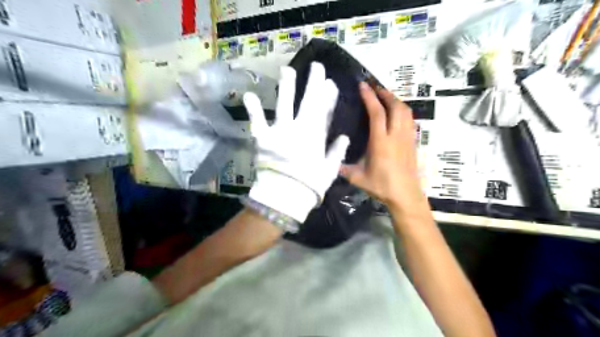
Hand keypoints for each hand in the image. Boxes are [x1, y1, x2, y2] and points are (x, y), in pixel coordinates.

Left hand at [241, 62, 349, 223]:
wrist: (284, 195)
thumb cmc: (309, 185)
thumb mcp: (329, 170)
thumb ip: (337, 151)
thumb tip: (344, 137)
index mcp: (315, 136)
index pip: (324, 111)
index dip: (328, 96)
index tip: (330, 83)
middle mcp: (299, 128)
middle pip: (308, 102)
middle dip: (313, 83)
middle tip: (316, 66)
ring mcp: (280, 131)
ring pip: (284, 104)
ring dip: (287, 86)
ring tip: (287, 69)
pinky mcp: (263, 138)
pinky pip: (257, 121)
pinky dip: (254, 108)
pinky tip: (249, 94)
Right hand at [340, 82, 428, 216]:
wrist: (406, 195)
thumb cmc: (382, 186)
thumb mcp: (358, 178)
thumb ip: (343, 168)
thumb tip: (330, 162)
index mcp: (381, 142)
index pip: (377, 113)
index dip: (370, 97)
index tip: (363, 86)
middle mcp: (396, 136)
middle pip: (395, 106)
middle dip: (385, 93)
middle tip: (375, 88)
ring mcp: (407, 138)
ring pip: (405, 111)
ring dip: (395, 100)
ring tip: (385, 97)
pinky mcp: (413, 142)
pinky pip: (410, 120)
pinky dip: (403, 111)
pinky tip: (396, 113)